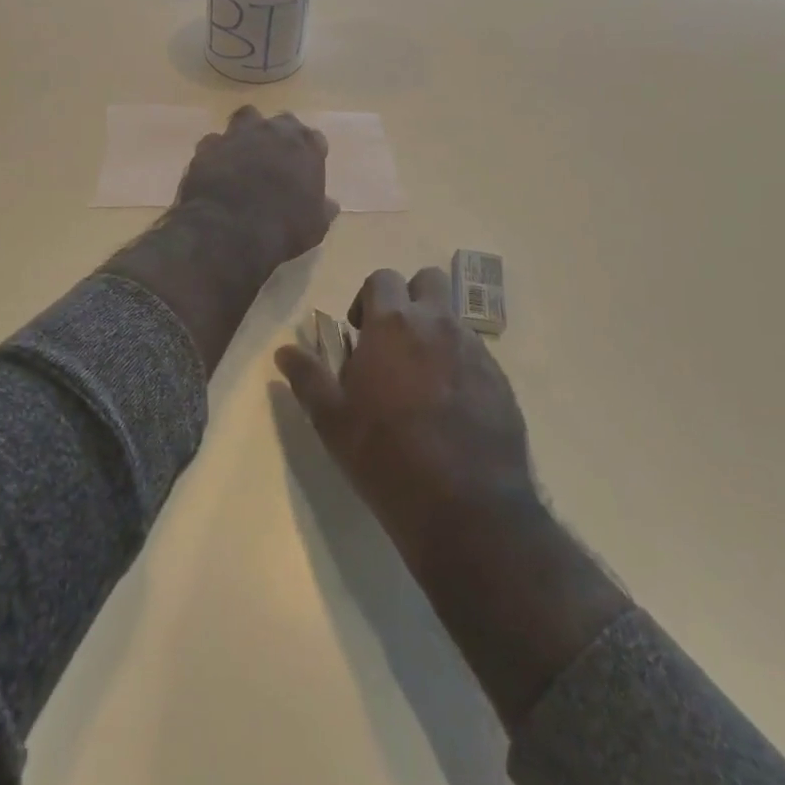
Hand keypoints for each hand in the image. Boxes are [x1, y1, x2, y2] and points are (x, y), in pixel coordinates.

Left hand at [176, 107, 338, 273]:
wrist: (229, 231)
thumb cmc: (283, 228)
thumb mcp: (315, 226)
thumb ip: (323, 208)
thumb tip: (330, 204)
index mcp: (305, 146)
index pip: (315, 138)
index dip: (310, 154)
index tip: (306, 170)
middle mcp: (273, 131)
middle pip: (282, 122)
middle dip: (280, 136)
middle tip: (276, 158)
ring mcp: (238, 134)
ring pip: (246, 118)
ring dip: (247, 132)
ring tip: (245, 154)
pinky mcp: (208, 146)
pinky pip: (214, 141)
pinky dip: (217, 152)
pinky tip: (216, 168)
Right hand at [276, 266, 629, 731]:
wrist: (467, 507)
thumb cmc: (387, 456)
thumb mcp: (333, 421)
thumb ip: (307, 378)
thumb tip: (283, 350)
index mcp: (394, 324)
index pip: (382, 278)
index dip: (368, 299)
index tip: (360, 332)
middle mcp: (438, 323)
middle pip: (428, 281)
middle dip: (410, 299)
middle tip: (394, 341)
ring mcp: (475, 349)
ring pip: (453, 318)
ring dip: (435, 333)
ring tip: (422, 380)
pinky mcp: (501, 379)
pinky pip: (477, 354)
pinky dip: (460, 365)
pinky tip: (451, 407)